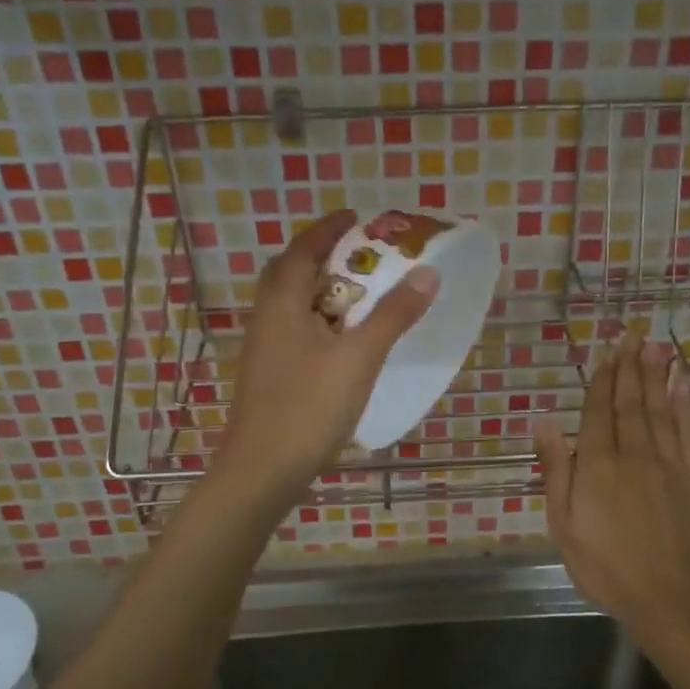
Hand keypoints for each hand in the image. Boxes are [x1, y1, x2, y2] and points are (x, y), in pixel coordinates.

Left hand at [219, 210, 436, 499]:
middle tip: (360, 254)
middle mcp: (266, 318)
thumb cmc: (309, 407)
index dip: (330, 229)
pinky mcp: (267, 374)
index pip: (304, 248)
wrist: (262, 470)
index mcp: (283, 303)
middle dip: (322, 255)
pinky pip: (293, 329)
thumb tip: (427, 273)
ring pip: (290, 303)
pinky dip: (317, 319)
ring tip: (358, 293)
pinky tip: (340, 341)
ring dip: (319, 289)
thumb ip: (392, 314)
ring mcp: (263, 348)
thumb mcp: (359, 357)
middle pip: (291, 272)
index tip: (358, 217)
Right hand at [536, 334, 689, 637]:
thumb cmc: (606, 565)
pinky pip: (689, 432)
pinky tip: (683, 385)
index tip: (606, 353)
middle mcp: (633, 453)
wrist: (670, 596)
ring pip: (660, 409)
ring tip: (656, 347)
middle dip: (629, 368)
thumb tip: (545, 422)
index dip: (602, 380)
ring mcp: (669, 463)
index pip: (598, 412)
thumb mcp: (564, 523)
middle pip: (630, 402)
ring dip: (656, 376)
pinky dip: (686, 405)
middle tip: (632, 337)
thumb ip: (556, 470)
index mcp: (597, 464)